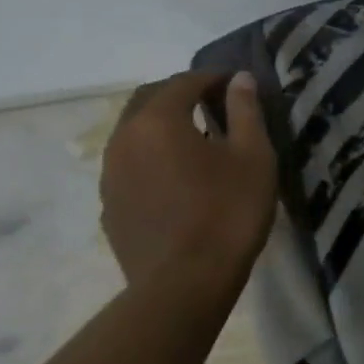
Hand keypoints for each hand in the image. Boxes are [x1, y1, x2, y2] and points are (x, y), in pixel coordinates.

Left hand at [100, 70, 277, 285]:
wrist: (185, 285)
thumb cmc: (228, 214)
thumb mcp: (253, 158)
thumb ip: (245, 112)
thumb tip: (239, 79)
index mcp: (158, 120)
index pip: (184, 82)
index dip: (212, 78)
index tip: (235, 87)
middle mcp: (124, 138)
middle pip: (149, 100)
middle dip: (181, 96)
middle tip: (213, 108)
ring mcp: (110, 174)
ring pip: (134, 134)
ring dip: (162, 128)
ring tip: (195, 145)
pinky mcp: (109, 206)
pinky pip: (129, 167)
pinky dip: (151, 159)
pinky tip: (175, 181)